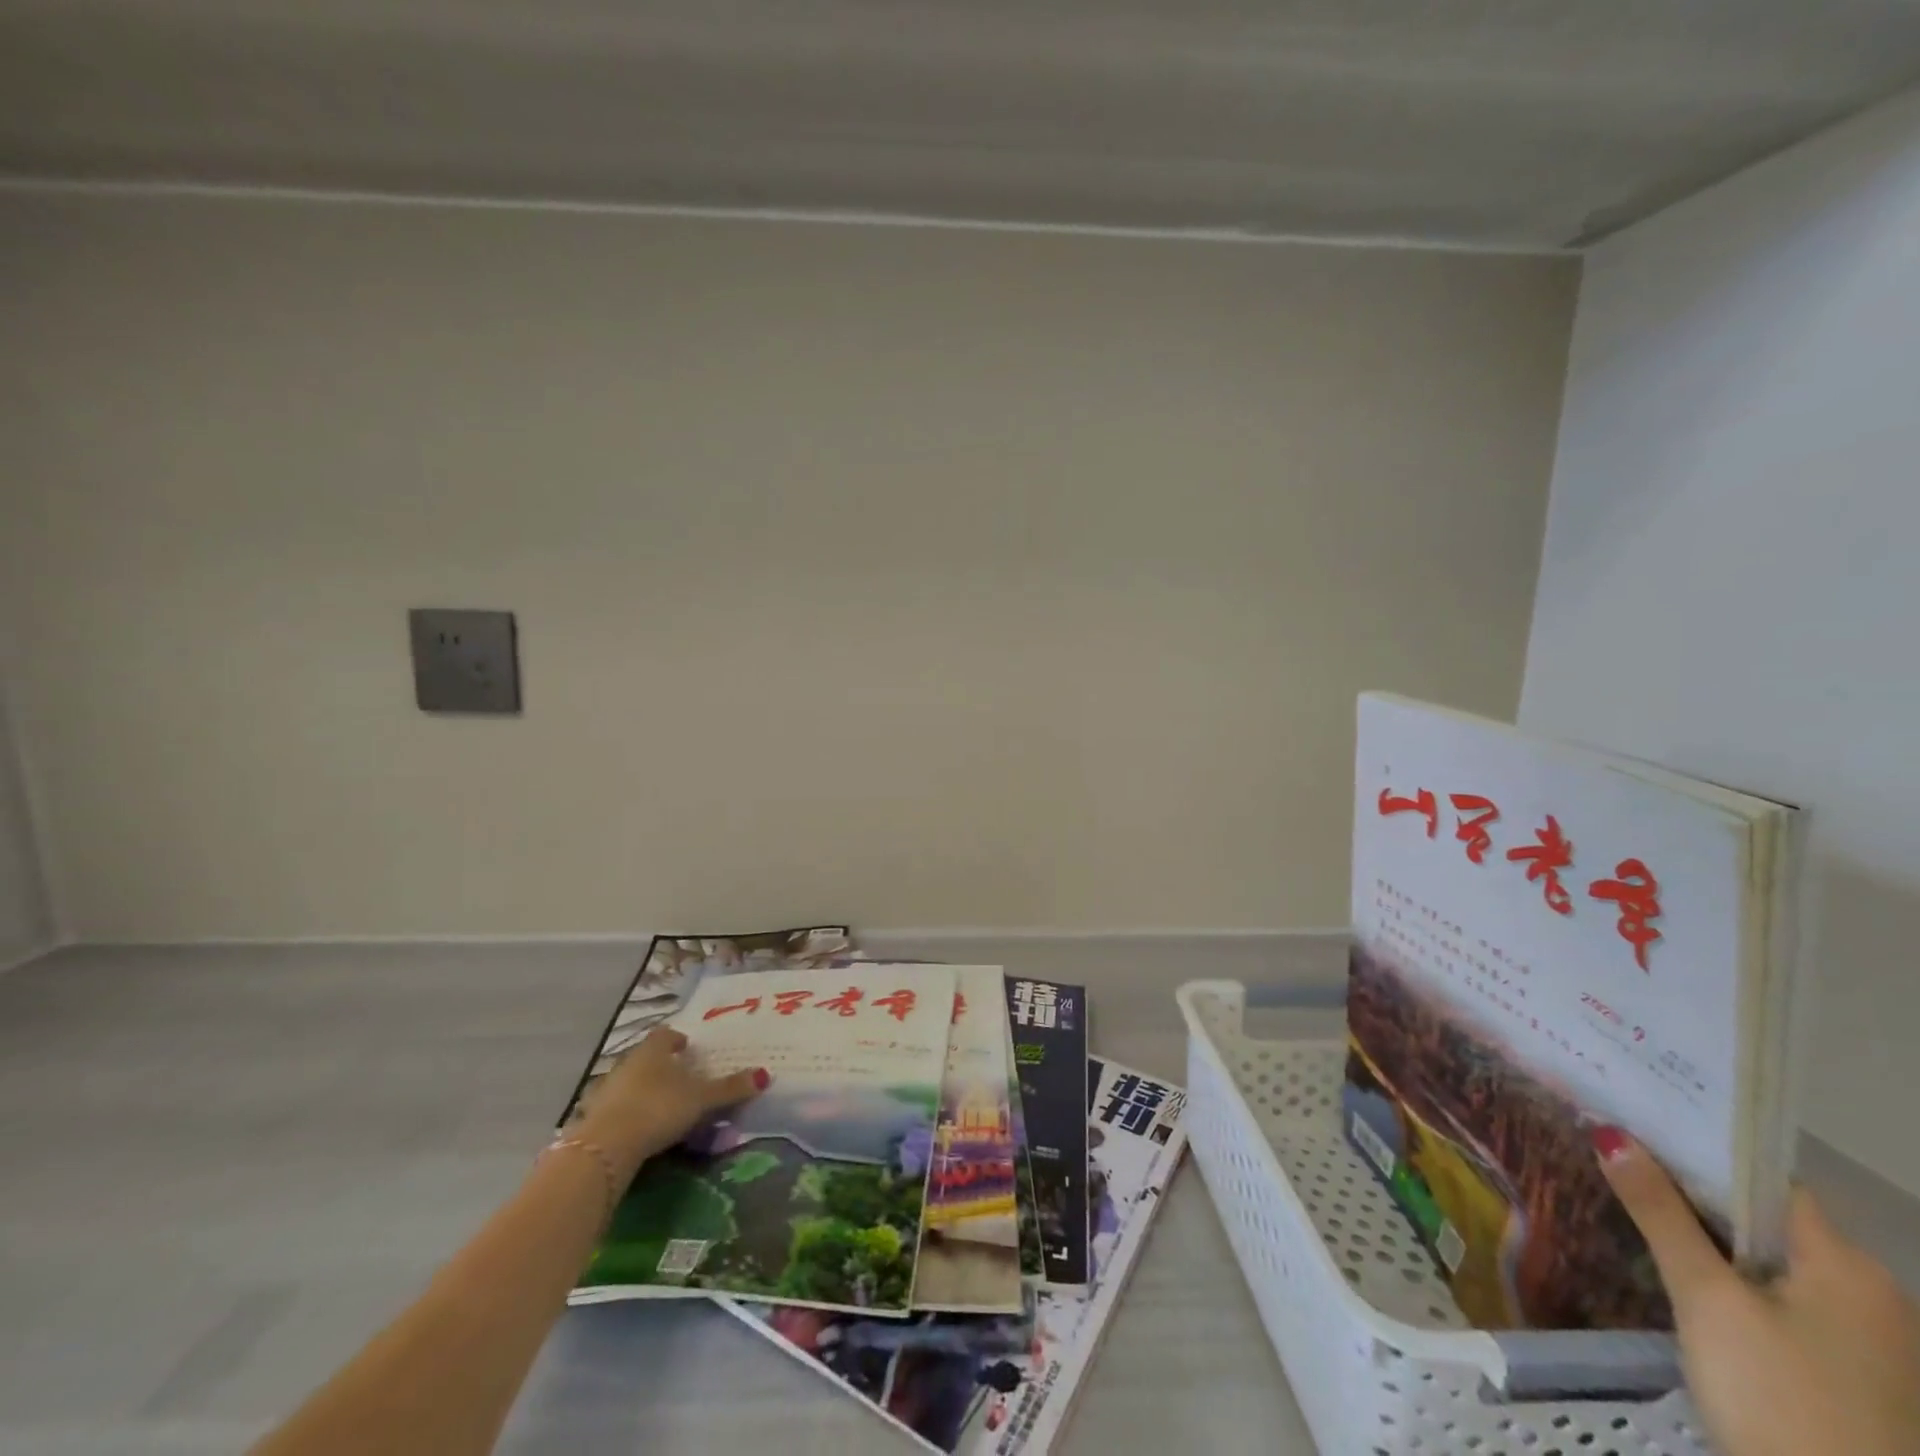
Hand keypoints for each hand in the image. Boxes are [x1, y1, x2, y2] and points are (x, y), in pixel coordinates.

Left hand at [573, 1028, 766, 1175]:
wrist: (606, 1147)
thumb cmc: (659, 1108)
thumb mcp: (701, 1099)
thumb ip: (730, 1088)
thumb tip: (765, 1074)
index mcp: (654, 1049)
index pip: (666, 1034)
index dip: (677, 1040)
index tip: (687, 1049)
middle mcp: (628, 1062)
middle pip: (647, 1057)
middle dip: (662, 1066)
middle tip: (680, 1079)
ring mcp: (606, 1089)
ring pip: (630, 1082)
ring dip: (644, 1090)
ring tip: (662, 1105)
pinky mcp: (593, 1117)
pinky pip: (616, 1107)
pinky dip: (629, 1113)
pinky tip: (639, 1128)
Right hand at [1595, 1128, 1919, 1455]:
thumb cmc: (1778, 1397)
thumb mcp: (1707, 1298)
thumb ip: (1660, 1212)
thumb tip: (1611, 1134)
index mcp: (1850, 1266)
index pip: (1764, 1178)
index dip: (1699, 1146)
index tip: (1633, 1121)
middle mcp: (1870, 1295)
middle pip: (1763, 1218)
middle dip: (1689, 1188)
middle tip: (1615, 1156)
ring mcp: (1863, 1342)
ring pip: (1764, 1258)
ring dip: (1703, 1232)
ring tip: (1630, 1199)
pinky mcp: (1844, 1373)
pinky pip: (1774, 1296)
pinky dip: (1724, 1273)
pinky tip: (1676, 1268)